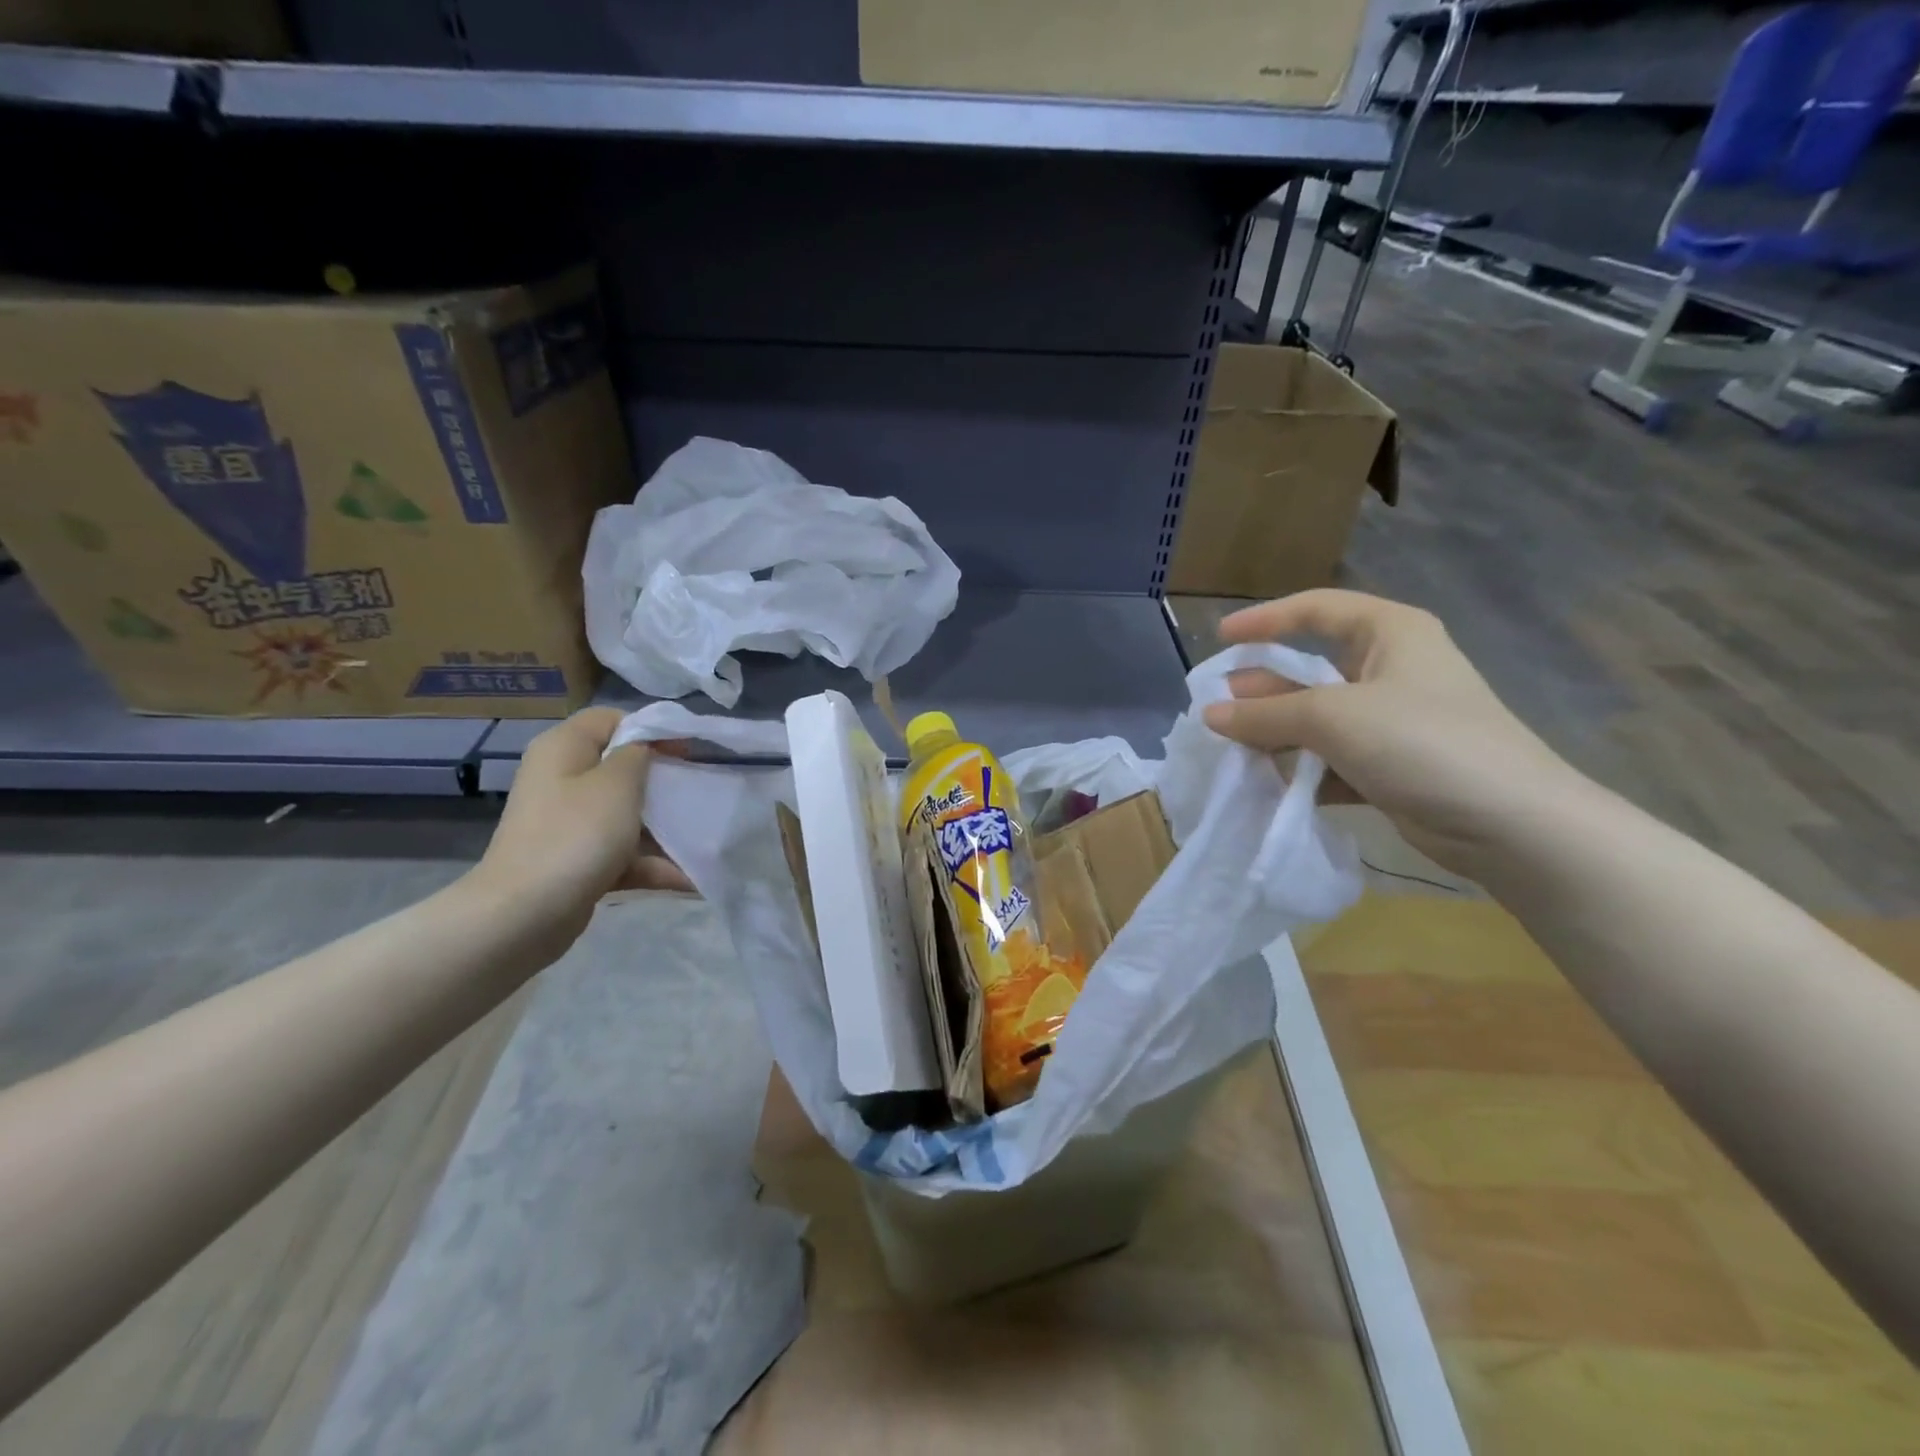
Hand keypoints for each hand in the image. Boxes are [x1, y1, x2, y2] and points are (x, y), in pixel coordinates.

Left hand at [470, 708, 692, 949]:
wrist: (525, 914)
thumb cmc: (576, 835)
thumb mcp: (617, 783)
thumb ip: (637, 754)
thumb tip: (643, 748)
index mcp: (564, 749)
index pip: (612, 720)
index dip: (652, 729)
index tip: (688, 750)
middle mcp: (562, 780)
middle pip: (622, 769)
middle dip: (664, 782)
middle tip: (699, 790)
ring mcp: (569, 824)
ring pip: (627, 815)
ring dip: (665, 829)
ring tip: (706, 838)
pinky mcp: (578, 862)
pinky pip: (623, 854)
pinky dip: (653, 864)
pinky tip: (692, 878)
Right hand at [1202, 590, 1592, 877]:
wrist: (1511, 824)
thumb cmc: (1421, 741)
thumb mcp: (1333, 717)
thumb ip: (1266, 715)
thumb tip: (1210, 714)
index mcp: (1390, 633)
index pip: (1318, 610)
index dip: (1267, 620)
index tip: (1221, 639)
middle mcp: (1392, 670)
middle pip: (1312, 669)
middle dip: (1263, 689)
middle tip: (1217, 709)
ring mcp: (1393, 722)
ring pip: (1318, 719)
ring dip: (1277, 734)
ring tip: (1233, 750)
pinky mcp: (1392, 767)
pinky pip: (1332, 759)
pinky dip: (1302, 770)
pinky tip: (1271, 785)